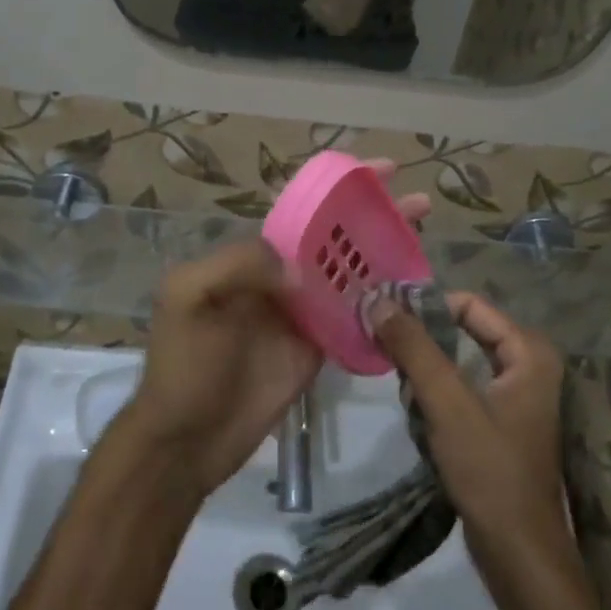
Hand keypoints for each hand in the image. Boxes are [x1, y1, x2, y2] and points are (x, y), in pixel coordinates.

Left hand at [125, 162, 431, 498]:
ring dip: (387, 254)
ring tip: (425, 238)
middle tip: (421, 203)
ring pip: (353, 274)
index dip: (340, 190)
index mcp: (252, 255)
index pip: (304, 211)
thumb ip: (240, 264)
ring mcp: (304, 313)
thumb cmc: (185, 363)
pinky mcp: (319, 348)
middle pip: (337, 238)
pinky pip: (356, 319)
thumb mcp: (191, 296)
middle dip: (376, 216)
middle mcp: (283, 276)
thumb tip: (300, 269)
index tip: (381, 171)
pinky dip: (383, 305)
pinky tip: (413, 292)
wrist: (189, 438)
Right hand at [369, 293, 573, 583]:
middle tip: (385, 350)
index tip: (384, 316)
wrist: (519, 554)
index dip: (426, 306)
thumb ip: (414, 348)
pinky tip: (418, 414)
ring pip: (458, 361)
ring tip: (405, 392)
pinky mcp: (500, 422)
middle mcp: (528, 364)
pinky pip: (461, 389)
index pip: (469, 305)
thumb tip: (379, 300)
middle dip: (424, 343)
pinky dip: (436, 395)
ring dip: (426, 372)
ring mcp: (515, 395)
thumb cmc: (490, 471)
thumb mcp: (447, 403)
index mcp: (529, 351)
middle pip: (463, 331)